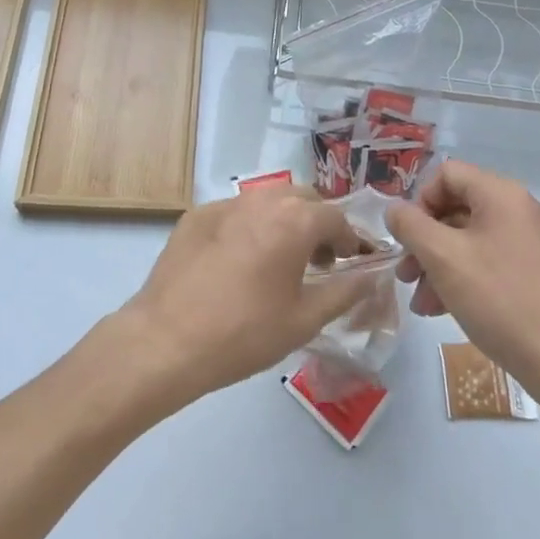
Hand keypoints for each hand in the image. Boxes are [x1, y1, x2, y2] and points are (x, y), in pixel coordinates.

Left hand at [114, 188, 373, 410]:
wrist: (167, 339)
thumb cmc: (245, 333)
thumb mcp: (305, 319)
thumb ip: (345, 292)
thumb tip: (371, 276)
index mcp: (294, 220)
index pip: (337, 217)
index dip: (350, 239)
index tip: (352, 263)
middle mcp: (262, 200)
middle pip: (303, 199)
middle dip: (318, 224)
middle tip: (319, 261)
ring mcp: (225, 204)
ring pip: (268, 200)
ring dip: (284, 221)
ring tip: (281, 260)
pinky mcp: (196, 215)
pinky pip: (236, 212)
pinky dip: (250, 228)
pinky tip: (240, 263)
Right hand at [387, 160, 539, 394]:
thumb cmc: (497, 298)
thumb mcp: (441, 257)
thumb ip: (410, 225)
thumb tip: (395, 210)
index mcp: (501, 194)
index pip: (447, 174)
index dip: (420, 200)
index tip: (408, 237)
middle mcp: (519, 209)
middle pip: (456, 208)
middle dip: (424, 240)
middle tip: (404, 273)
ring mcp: (529, 241)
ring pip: (468, 238)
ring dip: (437, 264)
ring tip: (420, 301)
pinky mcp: (533, 271)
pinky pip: (486, 260)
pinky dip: (460, 277)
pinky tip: (441, 309)